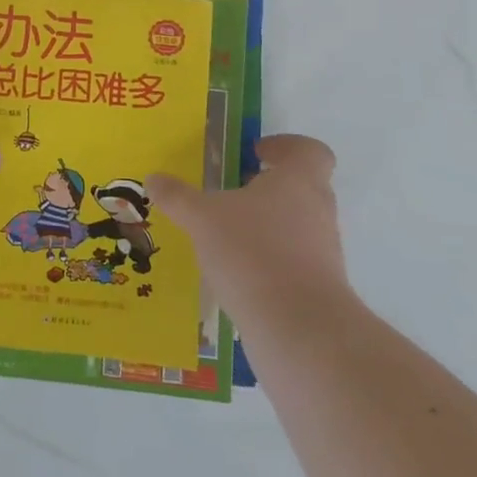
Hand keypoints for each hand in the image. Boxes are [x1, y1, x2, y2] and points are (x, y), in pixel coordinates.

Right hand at [147, 135, 351, 326]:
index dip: (285, 146)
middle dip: (267, 187)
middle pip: (302, 187)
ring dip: (266, 225)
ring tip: (225, 234)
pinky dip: (268, 261)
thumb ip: (177, 196)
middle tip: (231, 191)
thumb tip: (153, 178)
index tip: (256, 153)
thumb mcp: (202, 218)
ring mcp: (324, 253)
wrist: (298, 330)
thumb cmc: (253, 252)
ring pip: (297, 226)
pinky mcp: (317, 290)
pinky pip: (292, 263)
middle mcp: (318, 211)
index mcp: (298, 181)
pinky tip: (234, 272)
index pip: (310, 151)